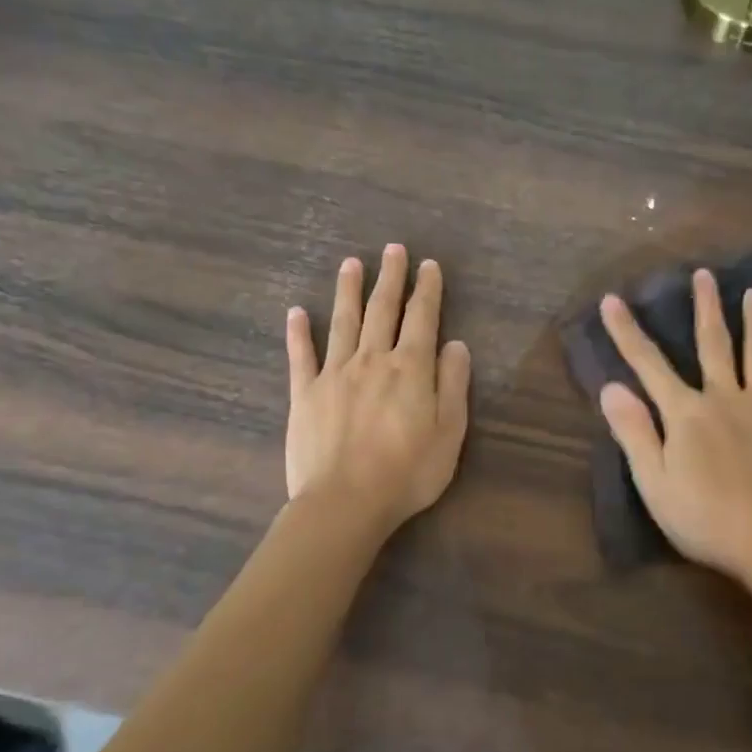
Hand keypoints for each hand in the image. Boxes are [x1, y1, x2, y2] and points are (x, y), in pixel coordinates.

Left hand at [285, 244, 471, 537]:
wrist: (345, 502)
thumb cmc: (407, 472)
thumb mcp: (449, 432)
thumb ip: (453, 384)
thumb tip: (456, 345)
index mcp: (410, 369)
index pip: (422, 318)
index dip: (427, 289)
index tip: (429, 265)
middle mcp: (372, 360)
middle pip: (382, 310)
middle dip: (390, 277)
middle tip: (393, 249)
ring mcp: (334, 374)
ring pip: (343, 322)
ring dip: (348, 290)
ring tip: (352, 263)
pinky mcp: (305, 394)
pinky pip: (301, 356)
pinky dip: (298, 332)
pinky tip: (296, 312)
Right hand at [598, 269, 751, 581]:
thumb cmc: (703, 516)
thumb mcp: (653, 481)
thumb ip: (634, 432)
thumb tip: (610, 387)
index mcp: (685, 413)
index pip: (648, 365)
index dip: (627, 332)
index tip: (613, 300)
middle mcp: (724, 398)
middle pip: (712, 344)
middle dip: (705, 308)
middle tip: (705, 274)